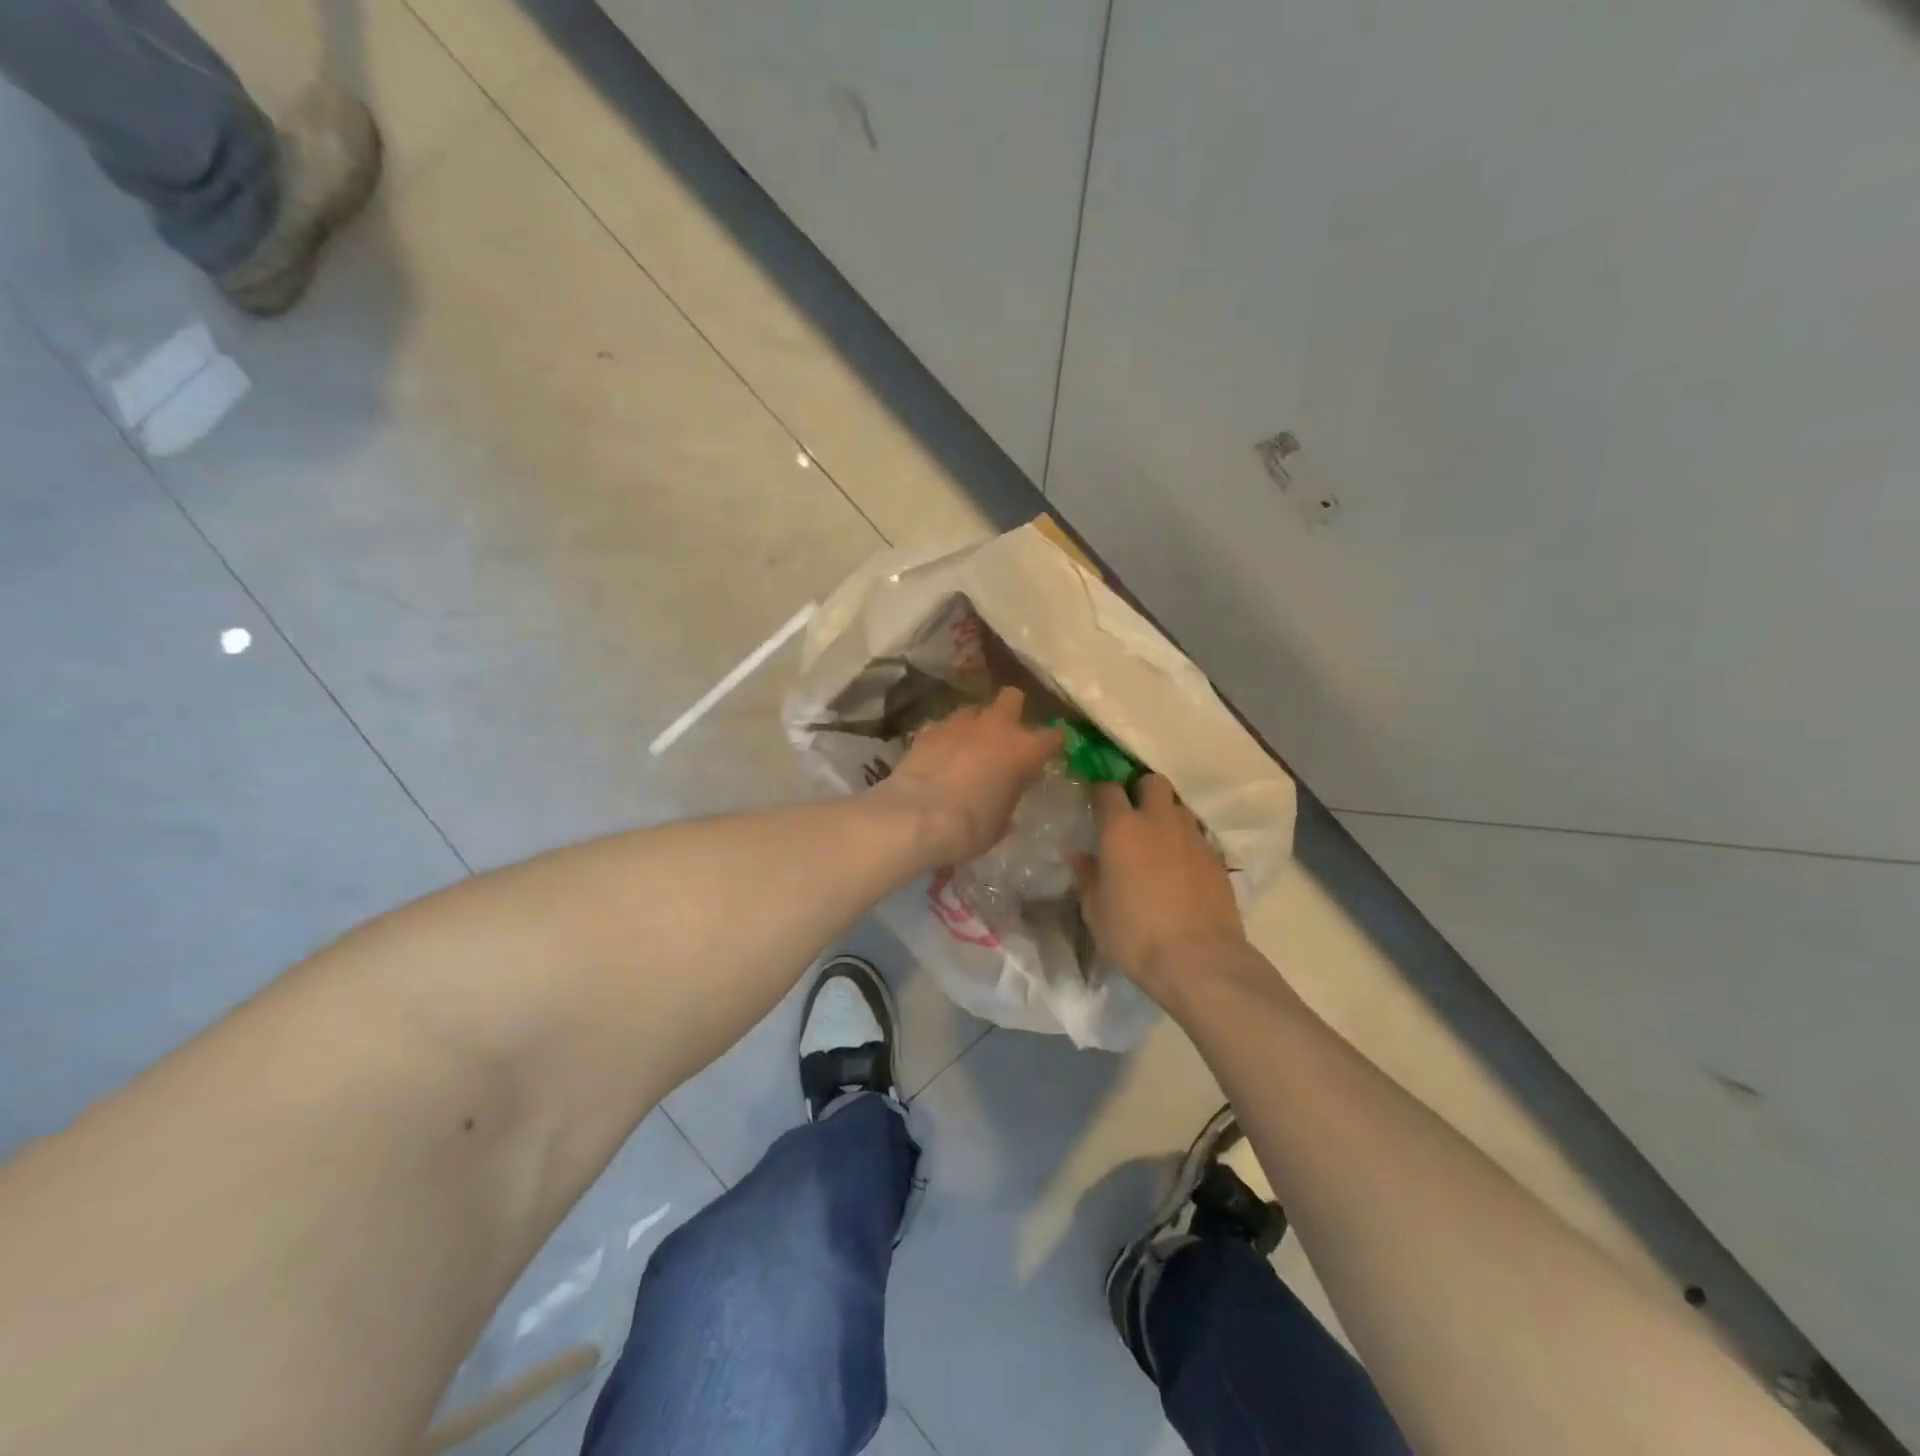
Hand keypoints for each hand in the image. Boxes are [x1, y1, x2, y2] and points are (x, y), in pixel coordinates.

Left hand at [882, 687, 1064, 865]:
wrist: (918, 816)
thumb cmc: (971, 826)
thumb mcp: (1001, 822)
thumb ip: (1008, 799)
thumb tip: (1006, 795)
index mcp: (1024, 750)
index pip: (1053, 736)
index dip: (1053, 741)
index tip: (1051, 748)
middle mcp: (996, 727)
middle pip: (1012, 697)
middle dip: (1012, 709)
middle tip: (1006, 733)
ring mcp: (960, 723)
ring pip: (974, 709)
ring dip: (975, 723)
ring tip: (968, 744)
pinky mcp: (929, 729)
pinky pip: (944, 725)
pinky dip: (946, 736)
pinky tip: (940, 753)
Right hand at [1073, 775, 1246, 1004]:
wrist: (1198, 959)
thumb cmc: (1135, 934)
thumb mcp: (1096, 911)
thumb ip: (1086, 876)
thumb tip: (1078, 855)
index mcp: (1122, 829)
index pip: (1107, 789)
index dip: (1099, 791)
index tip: (1094, 802)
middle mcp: (1159, 821)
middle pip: (1153, 782)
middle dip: (1141, 790)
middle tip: (1132, 814)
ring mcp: (1193, 837)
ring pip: (1178, 807)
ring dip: (1166, 816)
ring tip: (1157, 842)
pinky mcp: (1216, 858)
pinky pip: (1196, 837)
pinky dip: (1185, 843)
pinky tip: (1179, 869)